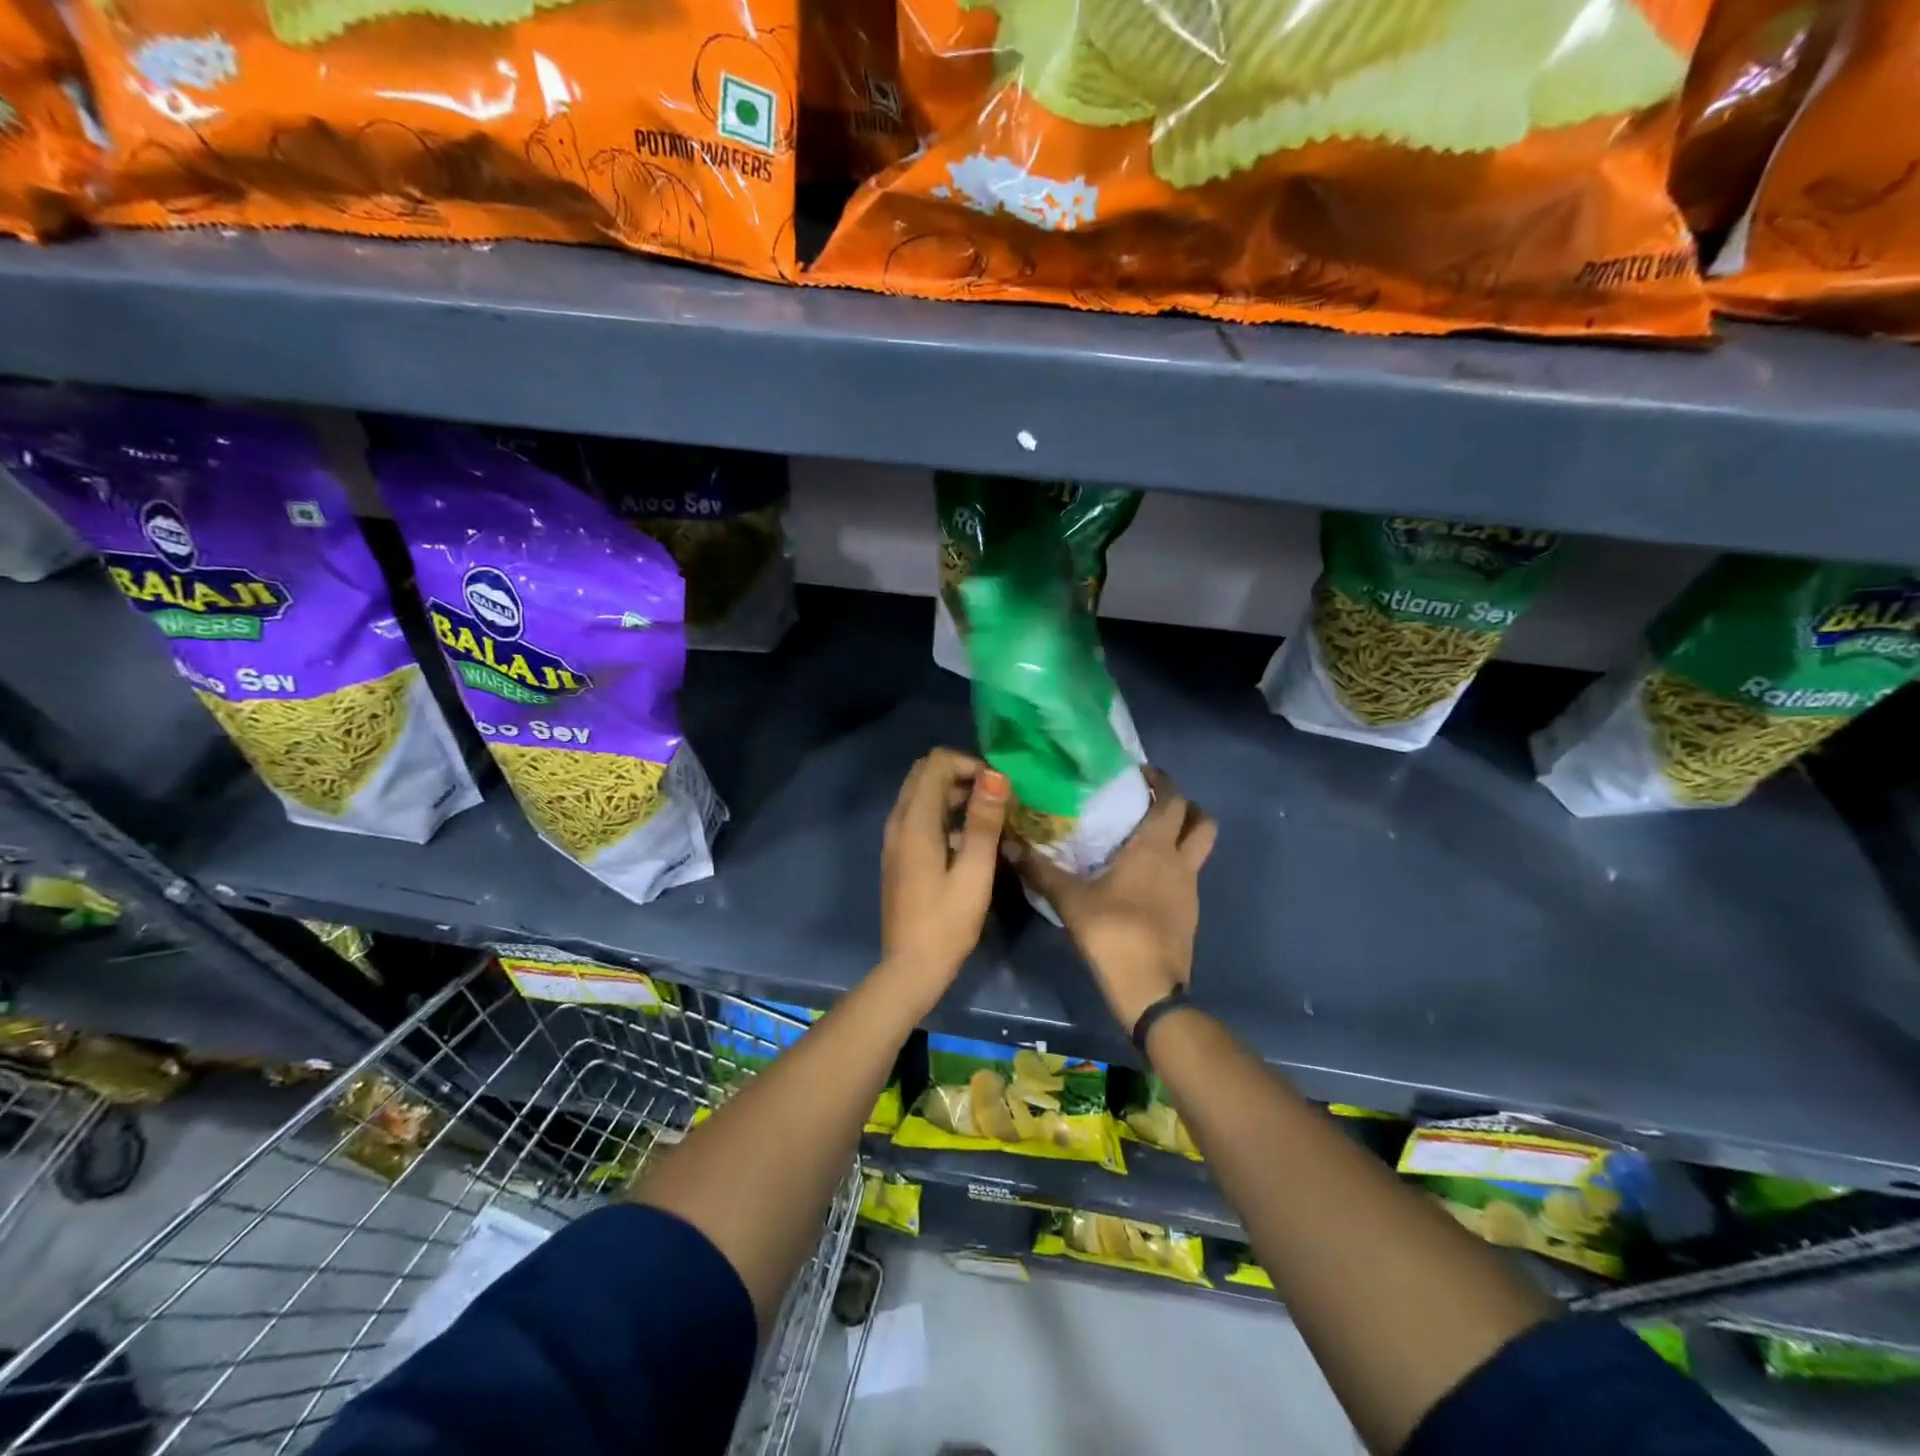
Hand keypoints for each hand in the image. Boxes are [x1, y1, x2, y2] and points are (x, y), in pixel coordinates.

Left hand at [880, 749, 1009, 994]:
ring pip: (922, 795)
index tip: (999, 789)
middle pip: (926, 774)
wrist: (910, 968)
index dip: (969, 764)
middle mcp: (899, 822)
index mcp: (914, 822)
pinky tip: (972, 841)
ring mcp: (896, 839)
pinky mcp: (900, 855)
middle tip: (996, 799)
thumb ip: (983, 822)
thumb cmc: (947, 923)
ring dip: (955, 795)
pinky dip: (945, 815)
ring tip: (992, 818)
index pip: (936, 763)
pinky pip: (921, 817)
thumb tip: (995, 776)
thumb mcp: (974, 872)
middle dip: (962, 774)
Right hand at [1016, 767, 1215, 1029]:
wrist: (1150, 990)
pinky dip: (1173, 867)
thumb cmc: (1113, 933)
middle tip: (1152, 804)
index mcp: (1155, 849)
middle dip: (1185, 806)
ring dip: (1182, 836)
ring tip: (1145, 839)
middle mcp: (1180, 863)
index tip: (1140, 774)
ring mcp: (1190, 890)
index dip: (1162, 781)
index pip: (1173, 800)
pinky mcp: (1189, 914)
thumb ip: (1041, 871)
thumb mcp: (1070, 900)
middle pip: (1203, 822)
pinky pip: (1187, 876)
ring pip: (1199, 850)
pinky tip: (1143, 879)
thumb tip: (1009, 844)